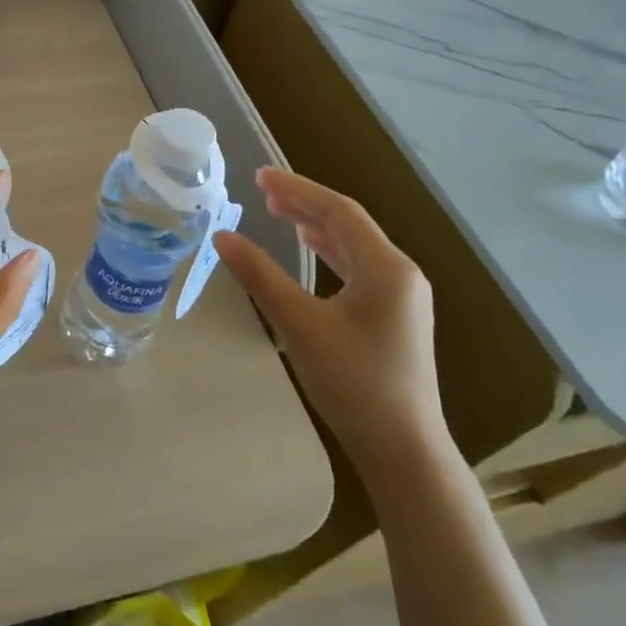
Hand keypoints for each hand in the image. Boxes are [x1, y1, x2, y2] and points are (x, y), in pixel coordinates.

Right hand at [213, 169, 444, 474]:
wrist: (403, 448)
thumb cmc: (352, 382)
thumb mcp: (298, 324)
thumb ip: (260, 275)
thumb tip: (222, 236)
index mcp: (386, 267)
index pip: (338, 211)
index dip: (297, 189)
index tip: (259, 176)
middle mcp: (401, 273)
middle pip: (349, 224)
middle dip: (305, 203)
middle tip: (263, 191)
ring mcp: (402, 296)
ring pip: (355, 245)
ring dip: (317, 225)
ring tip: (281, 212)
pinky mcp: (396, 317)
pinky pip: (360, 267)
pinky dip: (330, 251)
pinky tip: (312, 250)